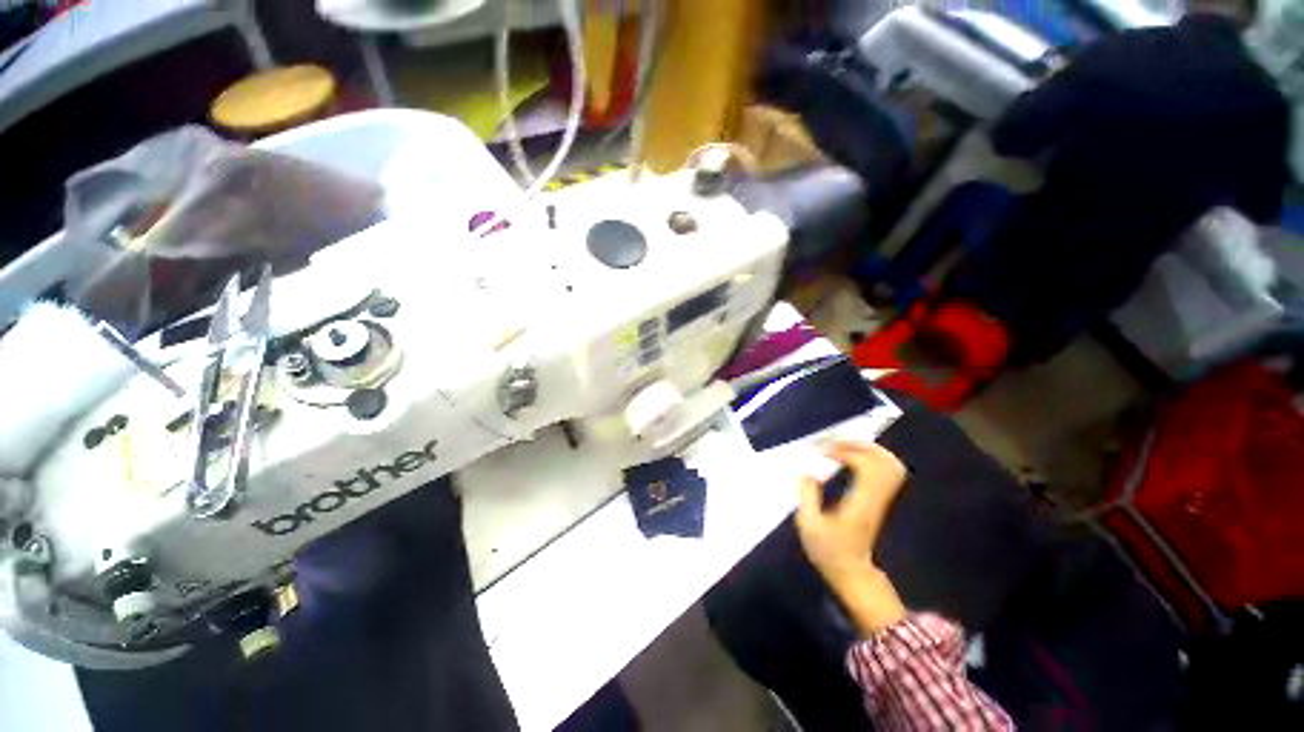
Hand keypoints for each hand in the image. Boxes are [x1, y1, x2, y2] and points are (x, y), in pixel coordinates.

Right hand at [795, 441, 908, 632]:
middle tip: (835, 443)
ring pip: (891, 465)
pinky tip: (855, 457)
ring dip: (869, 450)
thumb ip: (806, 495)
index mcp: (859, 503)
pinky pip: (888, 472)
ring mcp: (883, 499)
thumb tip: (808, 472)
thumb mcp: (808, 525)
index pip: (866, 467)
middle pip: (884, 462)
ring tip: (845, 446)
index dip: (846, 452)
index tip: (824, 452)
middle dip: (860, 446)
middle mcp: (876, 498)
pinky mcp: (882, 500)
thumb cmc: (828, 551)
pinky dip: (874, 458)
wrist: (852, 572)